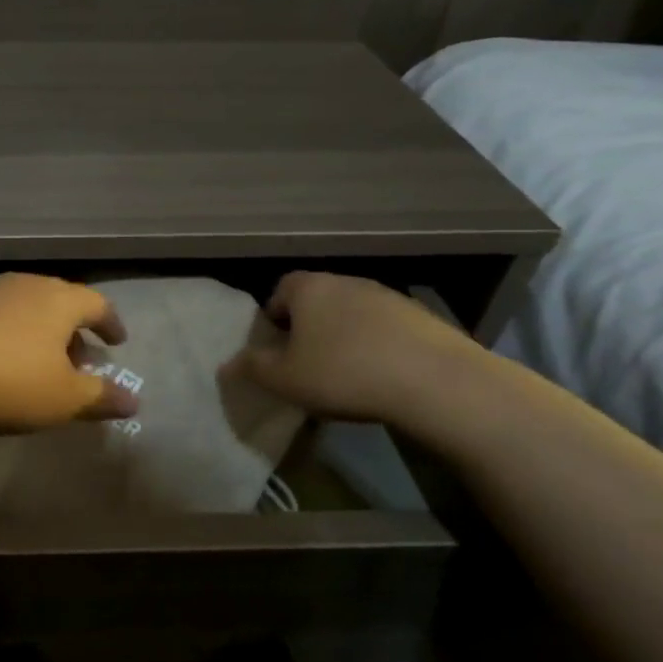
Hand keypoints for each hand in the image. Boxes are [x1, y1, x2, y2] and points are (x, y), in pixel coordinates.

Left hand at [0, 273, 137, 435]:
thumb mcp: (63, 397)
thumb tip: (133, 400)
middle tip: (79, 359)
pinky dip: (6, 335)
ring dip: (37, 332)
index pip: (97, 303)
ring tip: (38, 363)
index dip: (111, 323)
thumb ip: (100, 396)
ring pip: (23, 307)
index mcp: (58, 299)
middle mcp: (23, 285)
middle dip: (73, 330)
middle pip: (58, 301)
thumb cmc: (8, 380)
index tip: (117, 342)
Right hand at [232, 271, 479, 423]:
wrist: (434, 381)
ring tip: (346, 373)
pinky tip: (382, 376)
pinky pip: (386, 328)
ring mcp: (388, 295)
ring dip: (345, 335)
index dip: (273, 316)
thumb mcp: (284, 379)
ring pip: (353, 312)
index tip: (277, 347)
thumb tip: (228, 363)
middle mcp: (347, 281)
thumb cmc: (343, 373)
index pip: (280, 288)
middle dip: (308, 326)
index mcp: (309, 288)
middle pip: (317, 299)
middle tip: (307, 362)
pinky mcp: (422, 316)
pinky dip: (378, 345)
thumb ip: (252, 368)